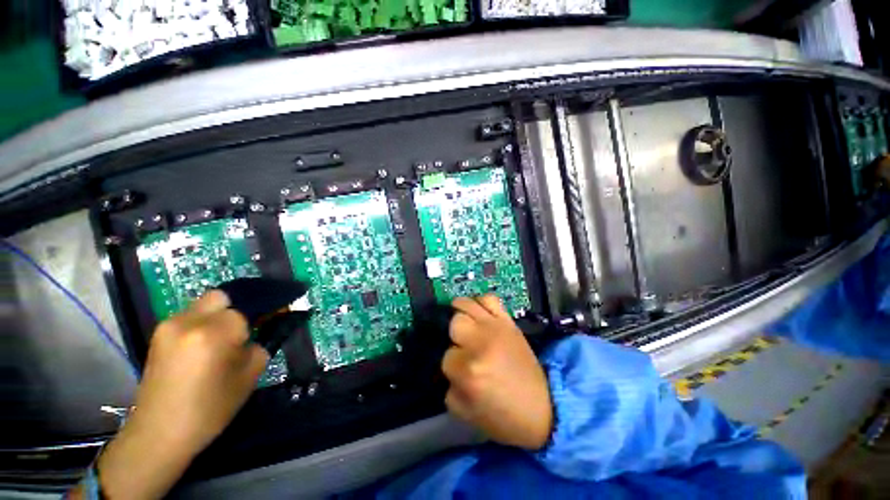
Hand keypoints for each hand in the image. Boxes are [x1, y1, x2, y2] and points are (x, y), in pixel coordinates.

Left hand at [95, 291, 267, 499]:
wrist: (159, 433)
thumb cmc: (210, 409)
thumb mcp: (248, 376)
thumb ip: (260, 345)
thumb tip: (263, 330)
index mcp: (214, 333)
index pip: (247, 308)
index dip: (261, 315)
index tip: (270, 322)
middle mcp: (189, 321)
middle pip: (221, 297)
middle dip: (237, 308)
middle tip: (244, 329)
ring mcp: (169, 326)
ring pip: (204, 305)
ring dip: (218, 316)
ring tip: (222, 340)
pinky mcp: (159, 334)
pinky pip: (189, 317)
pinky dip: (203, 323)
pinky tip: (204, 347)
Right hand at [442, 295, 552, 449]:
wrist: (544, 407)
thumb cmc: (504, 416)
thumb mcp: (466, 412)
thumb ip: (449, 386)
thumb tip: (448, 365)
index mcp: (470, 371)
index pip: (446, 356)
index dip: (451, 365)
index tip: (460, 371)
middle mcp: (481, 343)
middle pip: (455, 323)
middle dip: (455, 336)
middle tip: (462, 346)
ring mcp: (496, 328)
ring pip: (466, 305)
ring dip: (461, 313)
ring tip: (464, 322)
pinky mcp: (508, 321)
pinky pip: (489, 298)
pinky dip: (480, 301)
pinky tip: (479, 313)